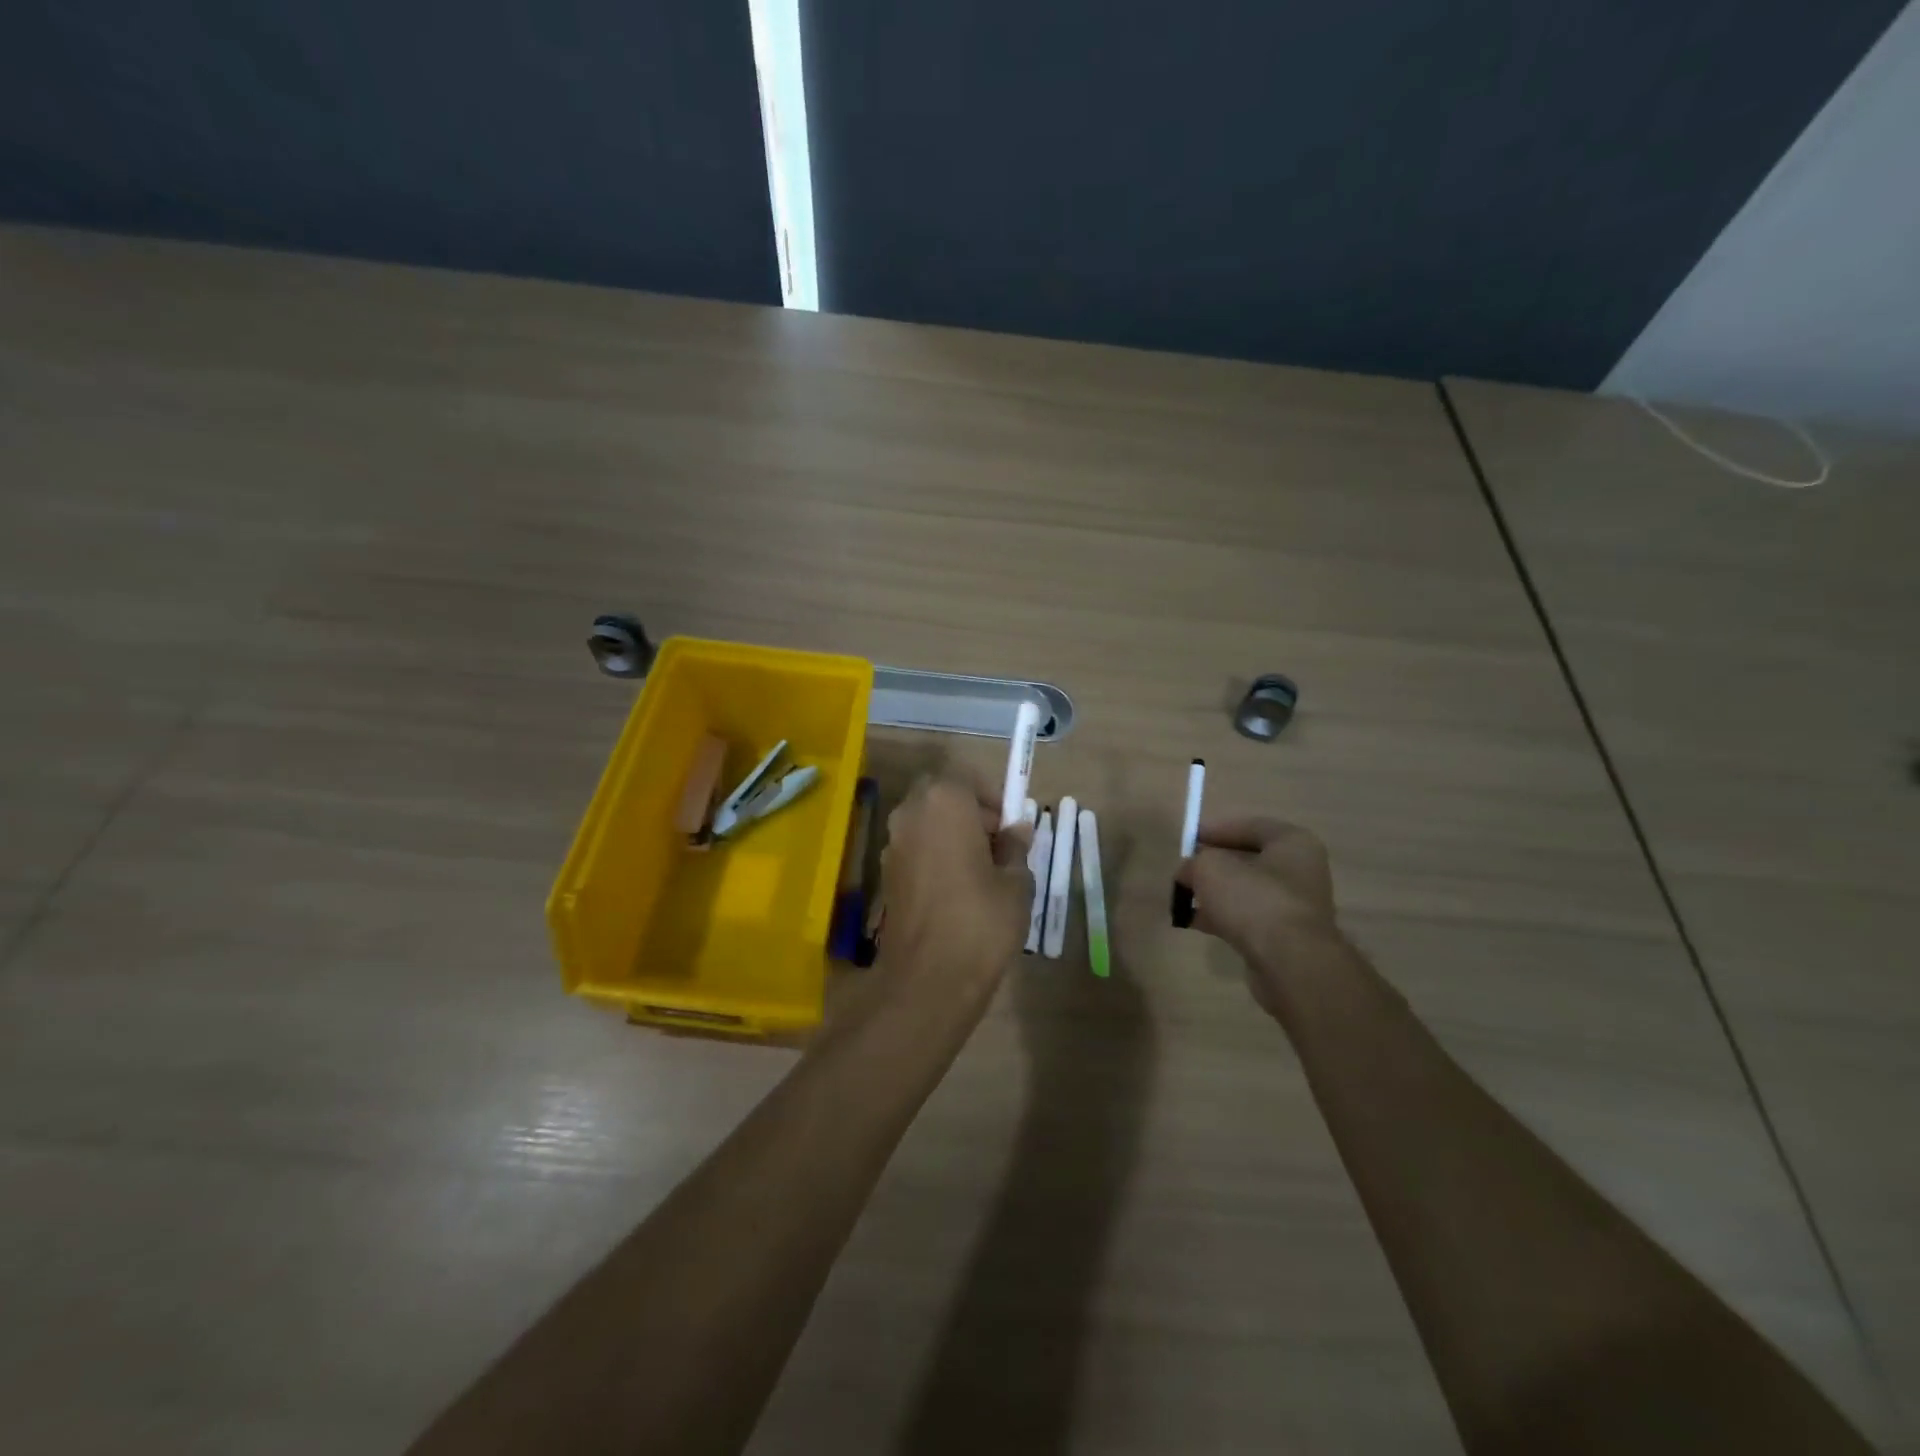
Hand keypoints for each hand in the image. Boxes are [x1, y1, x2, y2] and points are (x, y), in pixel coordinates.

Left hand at [878, 773, 1034, 994]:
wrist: (928, 979)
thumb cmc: (981, 920)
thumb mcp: (1015, 882)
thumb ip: (1015, 847)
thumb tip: (1016, 830)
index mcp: (944, 801)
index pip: (968, 777)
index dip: (992, 797)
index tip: (1010, 826)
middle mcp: (910, 812)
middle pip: (942, 796)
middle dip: (969, 812)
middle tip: (996, 845)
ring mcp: (892, 843)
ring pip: (926, 823)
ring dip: (950, 834)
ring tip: (979, 871)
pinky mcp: (885, 873)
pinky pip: (915, 849)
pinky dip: (934, 856)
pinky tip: (955, 891)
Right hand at [1176, 817, 1349, 1017]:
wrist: (1289, 962)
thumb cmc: (1253, 899)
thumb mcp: (1210, 868)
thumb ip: (1195, 862)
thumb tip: (1188, 872)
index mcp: (1292, 843)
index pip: (1249, 826)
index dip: (1215, 830)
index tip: (1188, 840)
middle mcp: (1300, 870)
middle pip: (1248, 860)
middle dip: (1213, 865)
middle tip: (1185, 871)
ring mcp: (1295, 906)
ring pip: (1246, 891)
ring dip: (1216, 894)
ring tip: (1184, 898)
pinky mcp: (1286, 936)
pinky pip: (1248, 918)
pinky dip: (1223, 917)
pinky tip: (1195, 922)